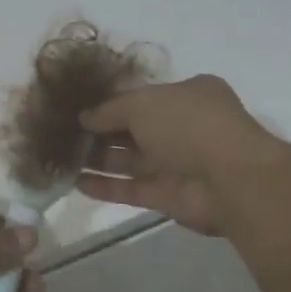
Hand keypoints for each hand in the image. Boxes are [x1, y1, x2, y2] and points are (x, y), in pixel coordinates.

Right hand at [75, 75, 286, 235]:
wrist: (230, 179)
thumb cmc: (188, 125)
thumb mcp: (143, 103)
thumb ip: (109, 109)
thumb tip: (84, 117)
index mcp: (186, 95)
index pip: (141, 95)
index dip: (109, 100)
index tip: (76, 105)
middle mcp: (182, 127)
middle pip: (132, 128)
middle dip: (98, 131)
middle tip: (61, 132)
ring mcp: (176, 163)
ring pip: (129, 160)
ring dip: (96, 159)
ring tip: (60, 157)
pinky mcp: (168, 196)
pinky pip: (131, 188)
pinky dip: (105, 186)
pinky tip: (75, 183)